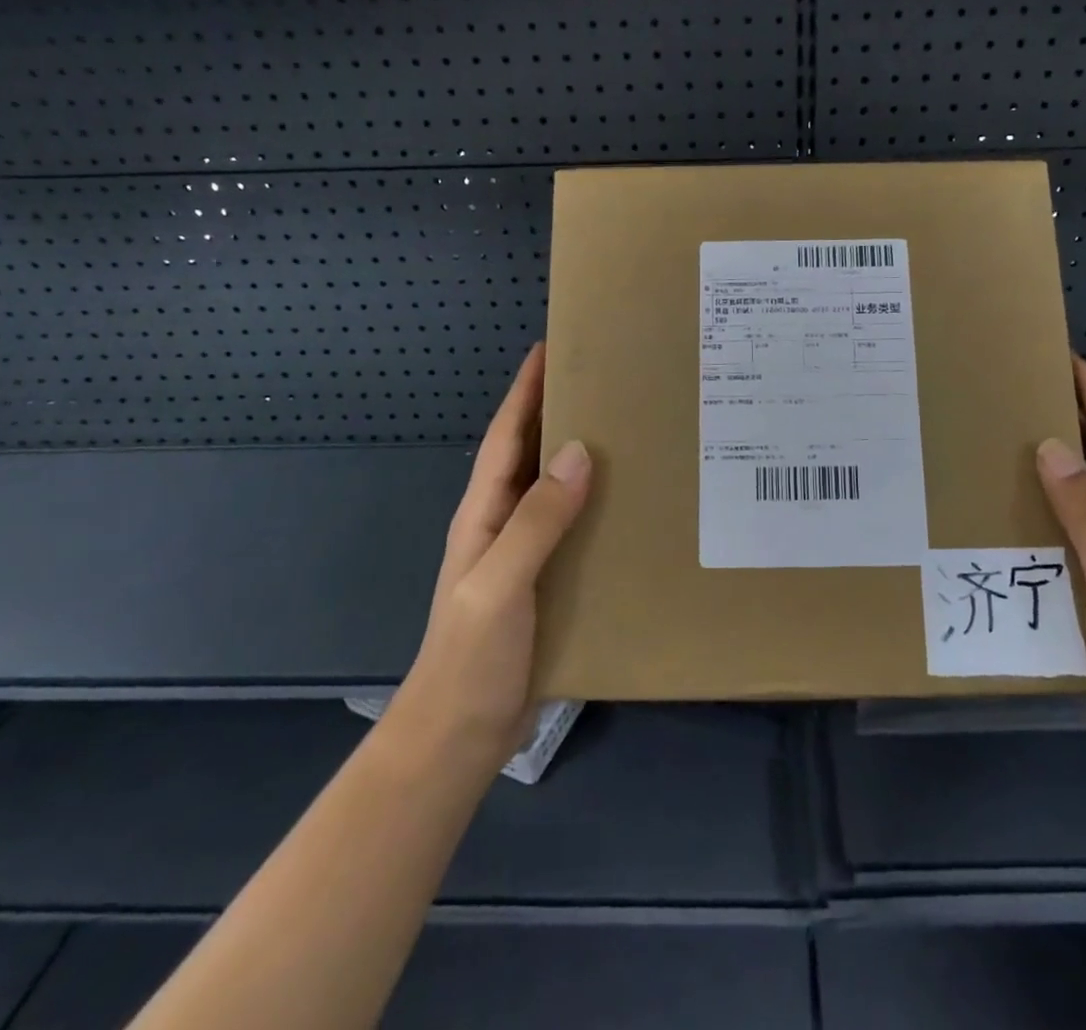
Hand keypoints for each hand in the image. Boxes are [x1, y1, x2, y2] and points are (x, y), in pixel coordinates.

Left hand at [386, 343, 591, 770]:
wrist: (458, 736)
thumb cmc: (471, 656)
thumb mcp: (500, 583)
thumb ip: (537, 519)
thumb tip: (582, 452)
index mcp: (483, 514)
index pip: (506, 438)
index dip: (524, 392)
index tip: (549, 348)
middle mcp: (502, 524)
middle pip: (531, 454)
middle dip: (557, 412)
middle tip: (604, 381)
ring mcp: (522, 554)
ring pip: (554, 489)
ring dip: (580, 456)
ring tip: (626, 430)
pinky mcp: (544, 582)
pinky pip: (572, 527)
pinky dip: (595, 505)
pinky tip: (628, 504)